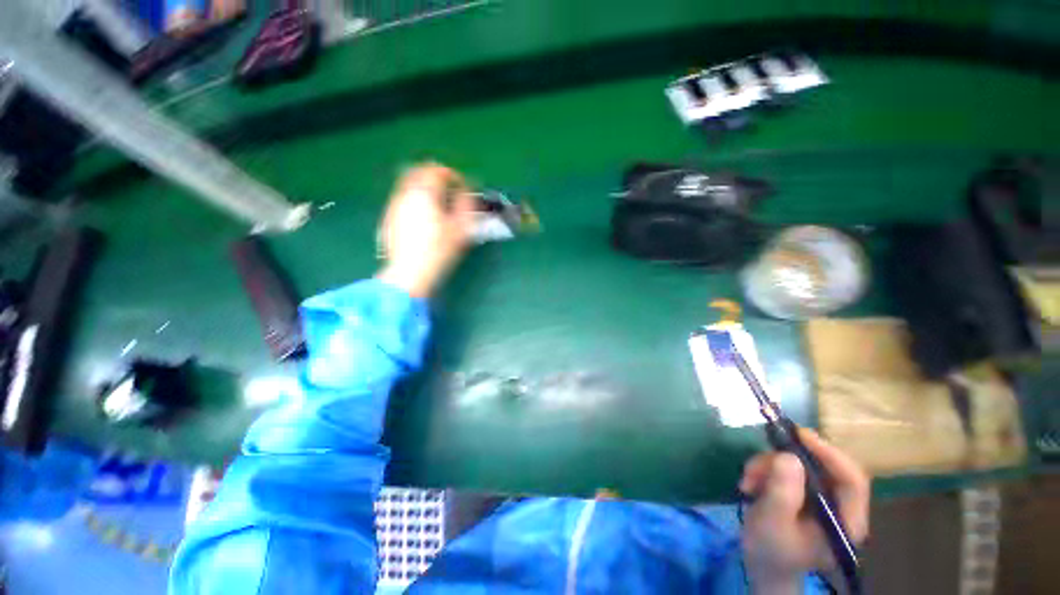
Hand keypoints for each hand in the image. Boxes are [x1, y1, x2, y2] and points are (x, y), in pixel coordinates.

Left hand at [376, 163, 475, 297]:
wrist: (409, 273)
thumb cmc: (439, 251)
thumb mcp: (460, 229)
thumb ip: (466, 205)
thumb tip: (467, 191)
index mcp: (424, 193)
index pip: (437, 171)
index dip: (452, 175)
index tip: (461, 185)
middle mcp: (405, 194)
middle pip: (418, 172)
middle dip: (434, 176)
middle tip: (448, 188)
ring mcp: (394, 206)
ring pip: (407, 185)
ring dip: (423, 187)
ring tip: (436, 203)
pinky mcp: (388, 219)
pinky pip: (402, 199)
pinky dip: (413, 199)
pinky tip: (422, 216)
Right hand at [739, 429, 870, 593]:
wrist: (762, 565)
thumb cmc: (771, 551)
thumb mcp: (773, 522)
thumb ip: (782, 492)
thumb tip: (788, 456)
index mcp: (846, 520)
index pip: (852, 480)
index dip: (829, 454)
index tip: (799, 435)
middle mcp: (837, 504)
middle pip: (820, 466)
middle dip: (782, 461)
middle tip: (756, 465)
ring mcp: (818, 497)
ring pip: (796, 464)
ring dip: (766, 466)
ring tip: (747, 481)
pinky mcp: (801, 491)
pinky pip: (784, 467)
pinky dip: (763, 469)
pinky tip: (750, 482)